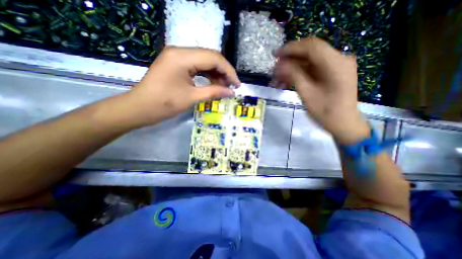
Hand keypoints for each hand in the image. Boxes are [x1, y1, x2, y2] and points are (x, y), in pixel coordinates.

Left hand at [124, 46, 239, 127]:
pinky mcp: (177, 64)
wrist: (139, 108)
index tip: (237, 85)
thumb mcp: (191, 98)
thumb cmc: (163, 104)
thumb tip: (231, 92)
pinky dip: (207, 75)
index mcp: (182, 57)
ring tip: (224, 87)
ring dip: (216, 74)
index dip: (229, 71)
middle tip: (232, 86)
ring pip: (205, 61)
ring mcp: (178, 57)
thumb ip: (214, 92)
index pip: (214, 58)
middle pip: (210, 57)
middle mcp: (180, 51)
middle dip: (224, 72)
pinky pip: (197, 66)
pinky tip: (213, 83)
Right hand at [275, 37, 370, 142]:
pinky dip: (298, 74)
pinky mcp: (331, 72)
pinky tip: (287, 82)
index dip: (292, 48)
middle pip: (310, 52)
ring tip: (278, 79)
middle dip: (290, 59)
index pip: (312, 46)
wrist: (343, 123)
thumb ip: (294, 75)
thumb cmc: (325, 111)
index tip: (276, 55)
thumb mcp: (306, 93)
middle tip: (275, 69)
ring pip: (309, 61)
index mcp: (336, 63)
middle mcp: (339, 59)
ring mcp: (335, 66)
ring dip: (292, 68)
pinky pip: (312, 69)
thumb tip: (280, 64)